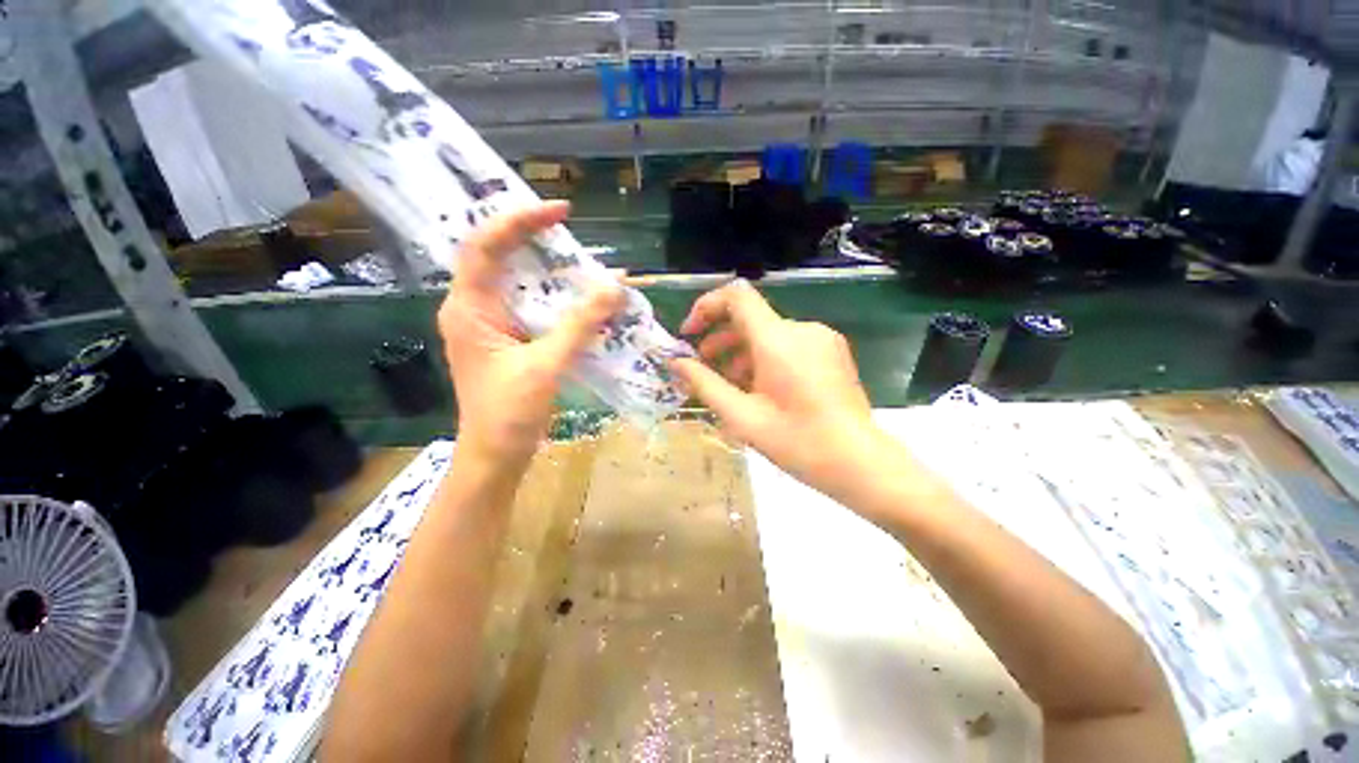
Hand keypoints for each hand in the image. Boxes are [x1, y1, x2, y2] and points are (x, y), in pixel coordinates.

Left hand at [438, 201, 623, 463]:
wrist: (496, 455)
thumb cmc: (510, 414)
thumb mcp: (547, 365)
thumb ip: (580, 325)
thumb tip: (614, 287)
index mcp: (469, 308)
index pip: (484, 246)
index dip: (519, 221)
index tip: (560, 211)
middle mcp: (472, 309)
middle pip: (496, 256)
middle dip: (531, 237)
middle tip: (569, 230)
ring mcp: (488, 325)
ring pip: (514, 281)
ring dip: (544, 267)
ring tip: (577, 257)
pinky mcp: (504, 340)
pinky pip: (527, 305)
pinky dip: (551, 296)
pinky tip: (575, 296)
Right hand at [670, 280, 884, 497]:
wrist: (860, 462)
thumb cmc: (798, 442)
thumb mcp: (742, 416)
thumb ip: (705, 384)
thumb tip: (676, 362)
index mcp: (778, 340)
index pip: (736, 296)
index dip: (706, 306)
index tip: (689, 334)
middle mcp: (801, 329)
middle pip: (750, 317)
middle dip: (720, 338)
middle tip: (702, 367)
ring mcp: (821, 338)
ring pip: (768, 333)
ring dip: (741, 352)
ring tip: (729, 384)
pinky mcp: (831, 351)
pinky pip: (788, 344)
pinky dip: (765, 358)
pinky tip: (760, 388)